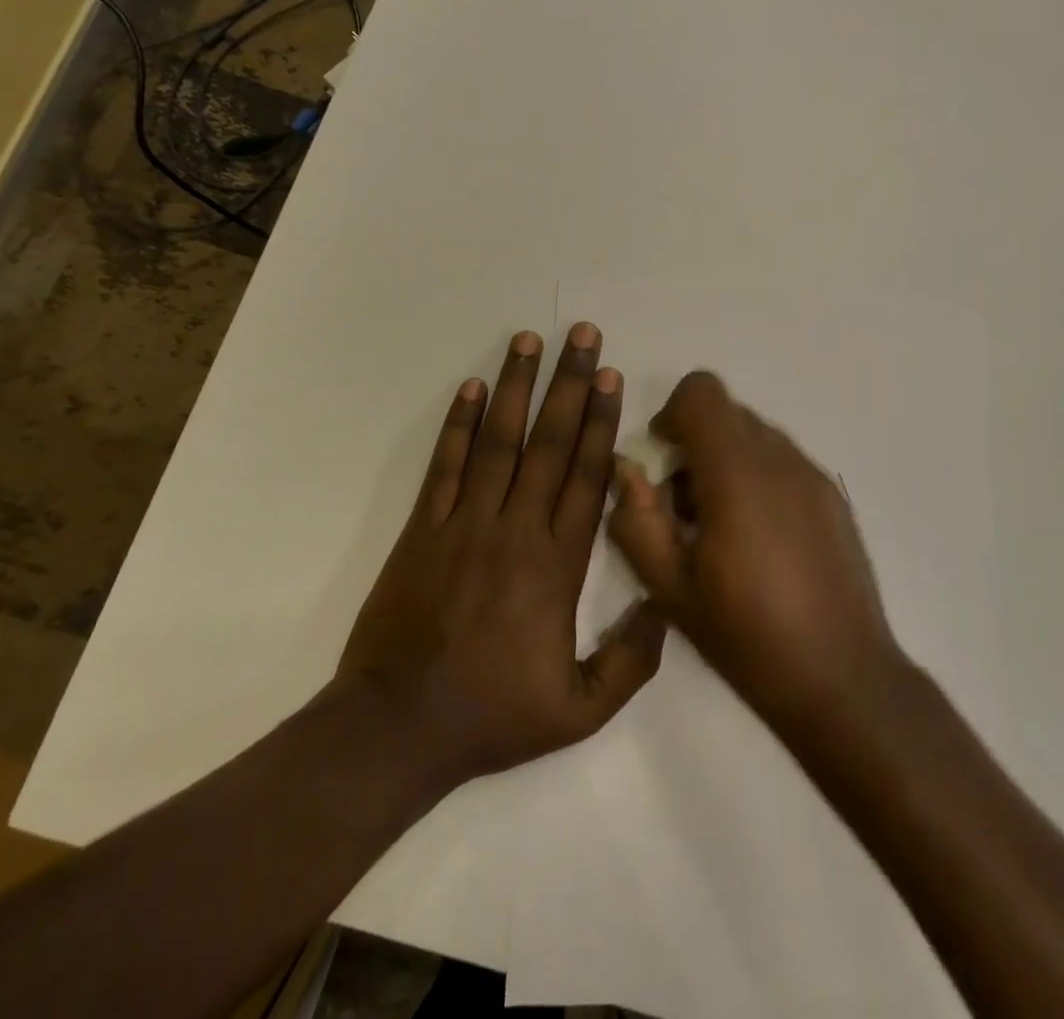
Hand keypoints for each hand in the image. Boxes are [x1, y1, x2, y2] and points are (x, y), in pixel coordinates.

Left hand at [330, 326, 665, 794]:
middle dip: (568, 384)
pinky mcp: (424, 528)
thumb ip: (632, 662)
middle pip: (549, 443)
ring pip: (499, 441)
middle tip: (581, 334)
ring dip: (516, 387)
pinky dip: (459, 424)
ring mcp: (466, 523)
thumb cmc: (493, 715)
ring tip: (528, 340)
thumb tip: (666, 606)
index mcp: (558, 565)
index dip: (600, 422)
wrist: (397, 728)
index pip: (587, 477)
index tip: (609, 376)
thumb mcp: (581, 711)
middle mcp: (516, 529)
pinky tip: (472, 387)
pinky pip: (446, 465)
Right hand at [607, 371, 904, 733]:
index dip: (673, 413)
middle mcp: (780, 459)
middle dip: (696, 444)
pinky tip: (760, 541)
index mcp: (737, 473)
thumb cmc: (748, 636)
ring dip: (727, 462)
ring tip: (721, 530)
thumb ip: (637, 521)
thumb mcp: (671, 589)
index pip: (702, 392)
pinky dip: (759, 478)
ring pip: (757, 437)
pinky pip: (784, 462)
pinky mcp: (834, 496)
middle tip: (684, 507)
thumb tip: (627, 471)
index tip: (663, 458)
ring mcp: (814, 475)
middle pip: (728, 413)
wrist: (843, 678)